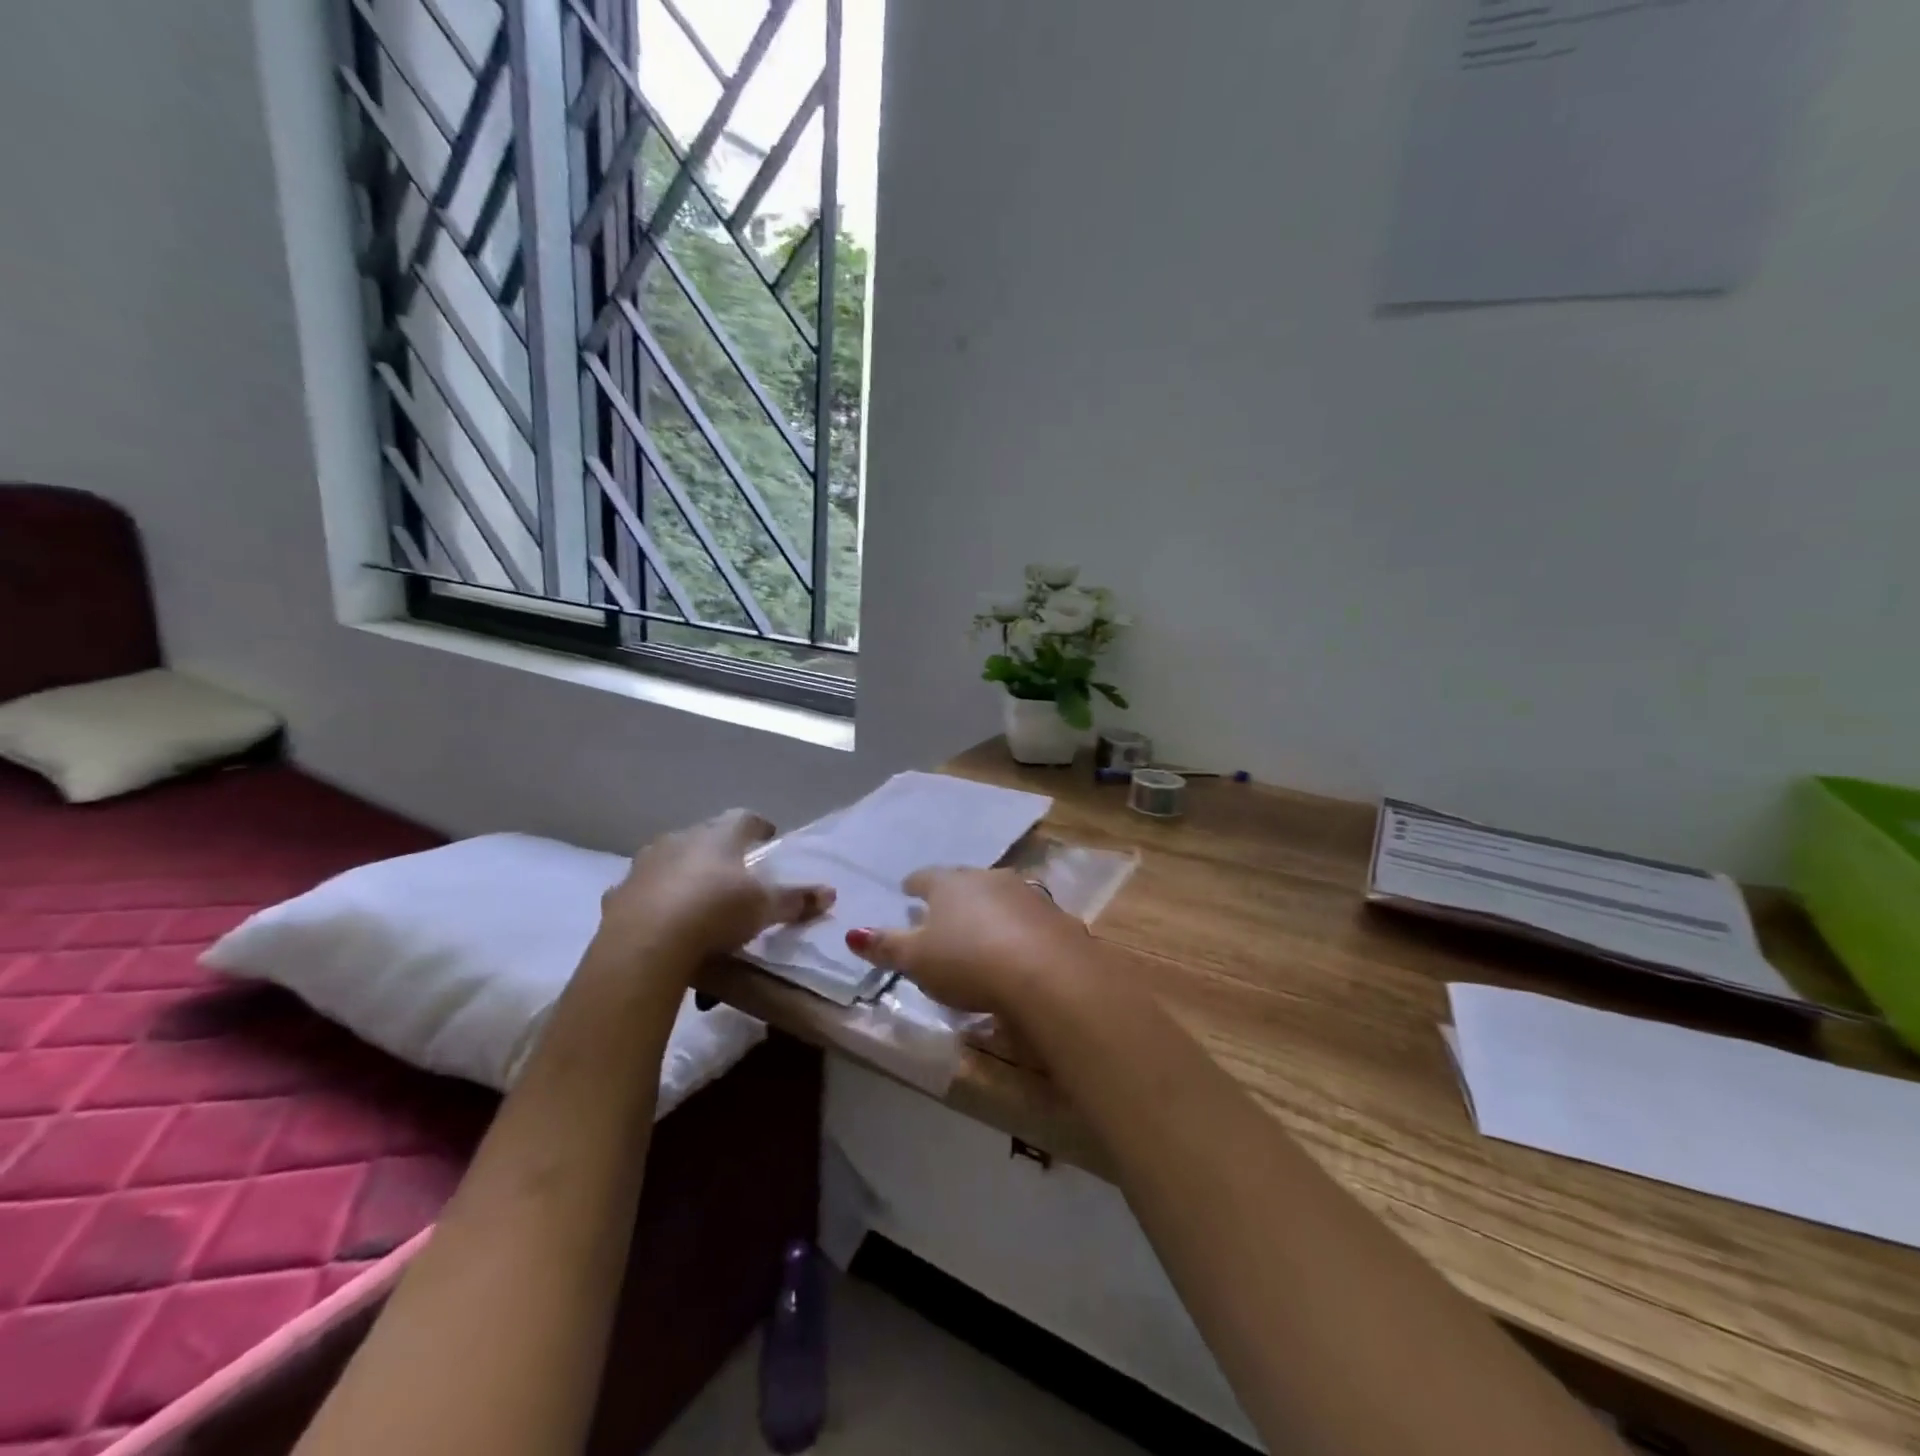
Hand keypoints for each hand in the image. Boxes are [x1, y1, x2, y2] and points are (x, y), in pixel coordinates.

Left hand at [595, 810, 833, 972]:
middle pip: (704, 836)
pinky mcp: (618, 894)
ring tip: (696, 895)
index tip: (768, 835)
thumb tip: (830, 893)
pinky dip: (654, 900)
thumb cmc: (715, 911)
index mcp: (719, 836)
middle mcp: (680, 839)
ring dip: (683, 872)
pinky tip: (661, 920)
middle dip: (719, 850)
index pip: (744, 818)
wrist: (646, 943)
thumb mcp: (764, 908)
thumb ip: (796, 900)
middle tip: (734, 870)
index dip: (758, 826)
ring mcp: (645, 865)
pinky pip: (642, 891)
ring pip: (669, 860)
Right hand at [843, 867, 1090, 1016]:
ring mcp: (1026, 893)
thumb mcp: (917, 960)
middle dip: (953, 894)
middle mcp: (988, 878)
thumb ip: (886, 946)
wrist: (1046, 972)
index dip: (914, 885)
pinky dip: (1018, 927)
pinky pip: (1028, 917)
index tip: (908, 890)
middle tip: (943, 910)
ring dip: (989, 908)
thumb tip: (852, 933)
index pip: (925, 878)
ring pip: (999, 895)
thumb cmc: (968, 961)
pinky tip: (1017, 945)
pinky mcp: (1055, 916)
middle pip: (965, 882)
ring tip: (980, 926)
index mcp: (950, 884)